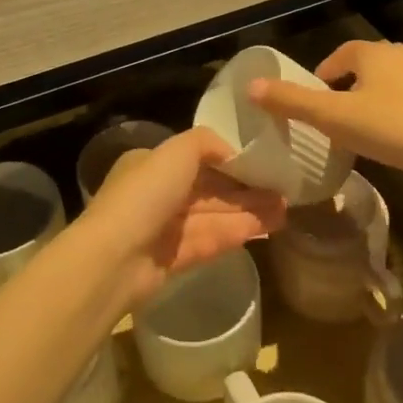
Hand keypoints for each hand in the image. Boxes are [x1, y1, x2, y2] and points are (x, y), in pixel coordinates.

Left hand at [80, 127, 286, 307]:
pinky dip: (239, 232)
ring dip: (249, 211)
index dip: (230, 161)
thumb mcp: (176, 151)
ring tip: (287, 209)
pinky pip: (212, 240)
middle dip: (245, 189)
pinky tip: (268, 228)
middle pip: (210, 189)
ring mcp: (166, 228)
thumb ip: (206, 143)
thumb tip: (231, 152)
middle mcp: (158, 194)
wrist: (115, 258)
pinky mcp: (175, 259)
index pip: (197, 159)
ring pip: (215, 216)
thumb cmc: (145, 194)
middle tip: (284, 189)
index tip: (263, 163)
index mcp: (152, 164)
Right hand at [249, 40, 402, 183]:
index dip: (322, 75)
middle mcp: (400, 56)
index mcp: (372, 53)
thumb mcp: (335, 118)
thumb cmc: (395, 128)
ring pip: (388, 84)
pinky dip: (396, 113)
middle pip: (364, 66)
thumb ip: (292, 102)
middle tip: (333, 119)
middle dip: (346, 88)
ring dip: (371, 101)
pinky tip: (396, 140)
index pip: (339, 54)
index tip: (314, 100)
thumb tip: (250, 87)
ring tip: (361, 131)